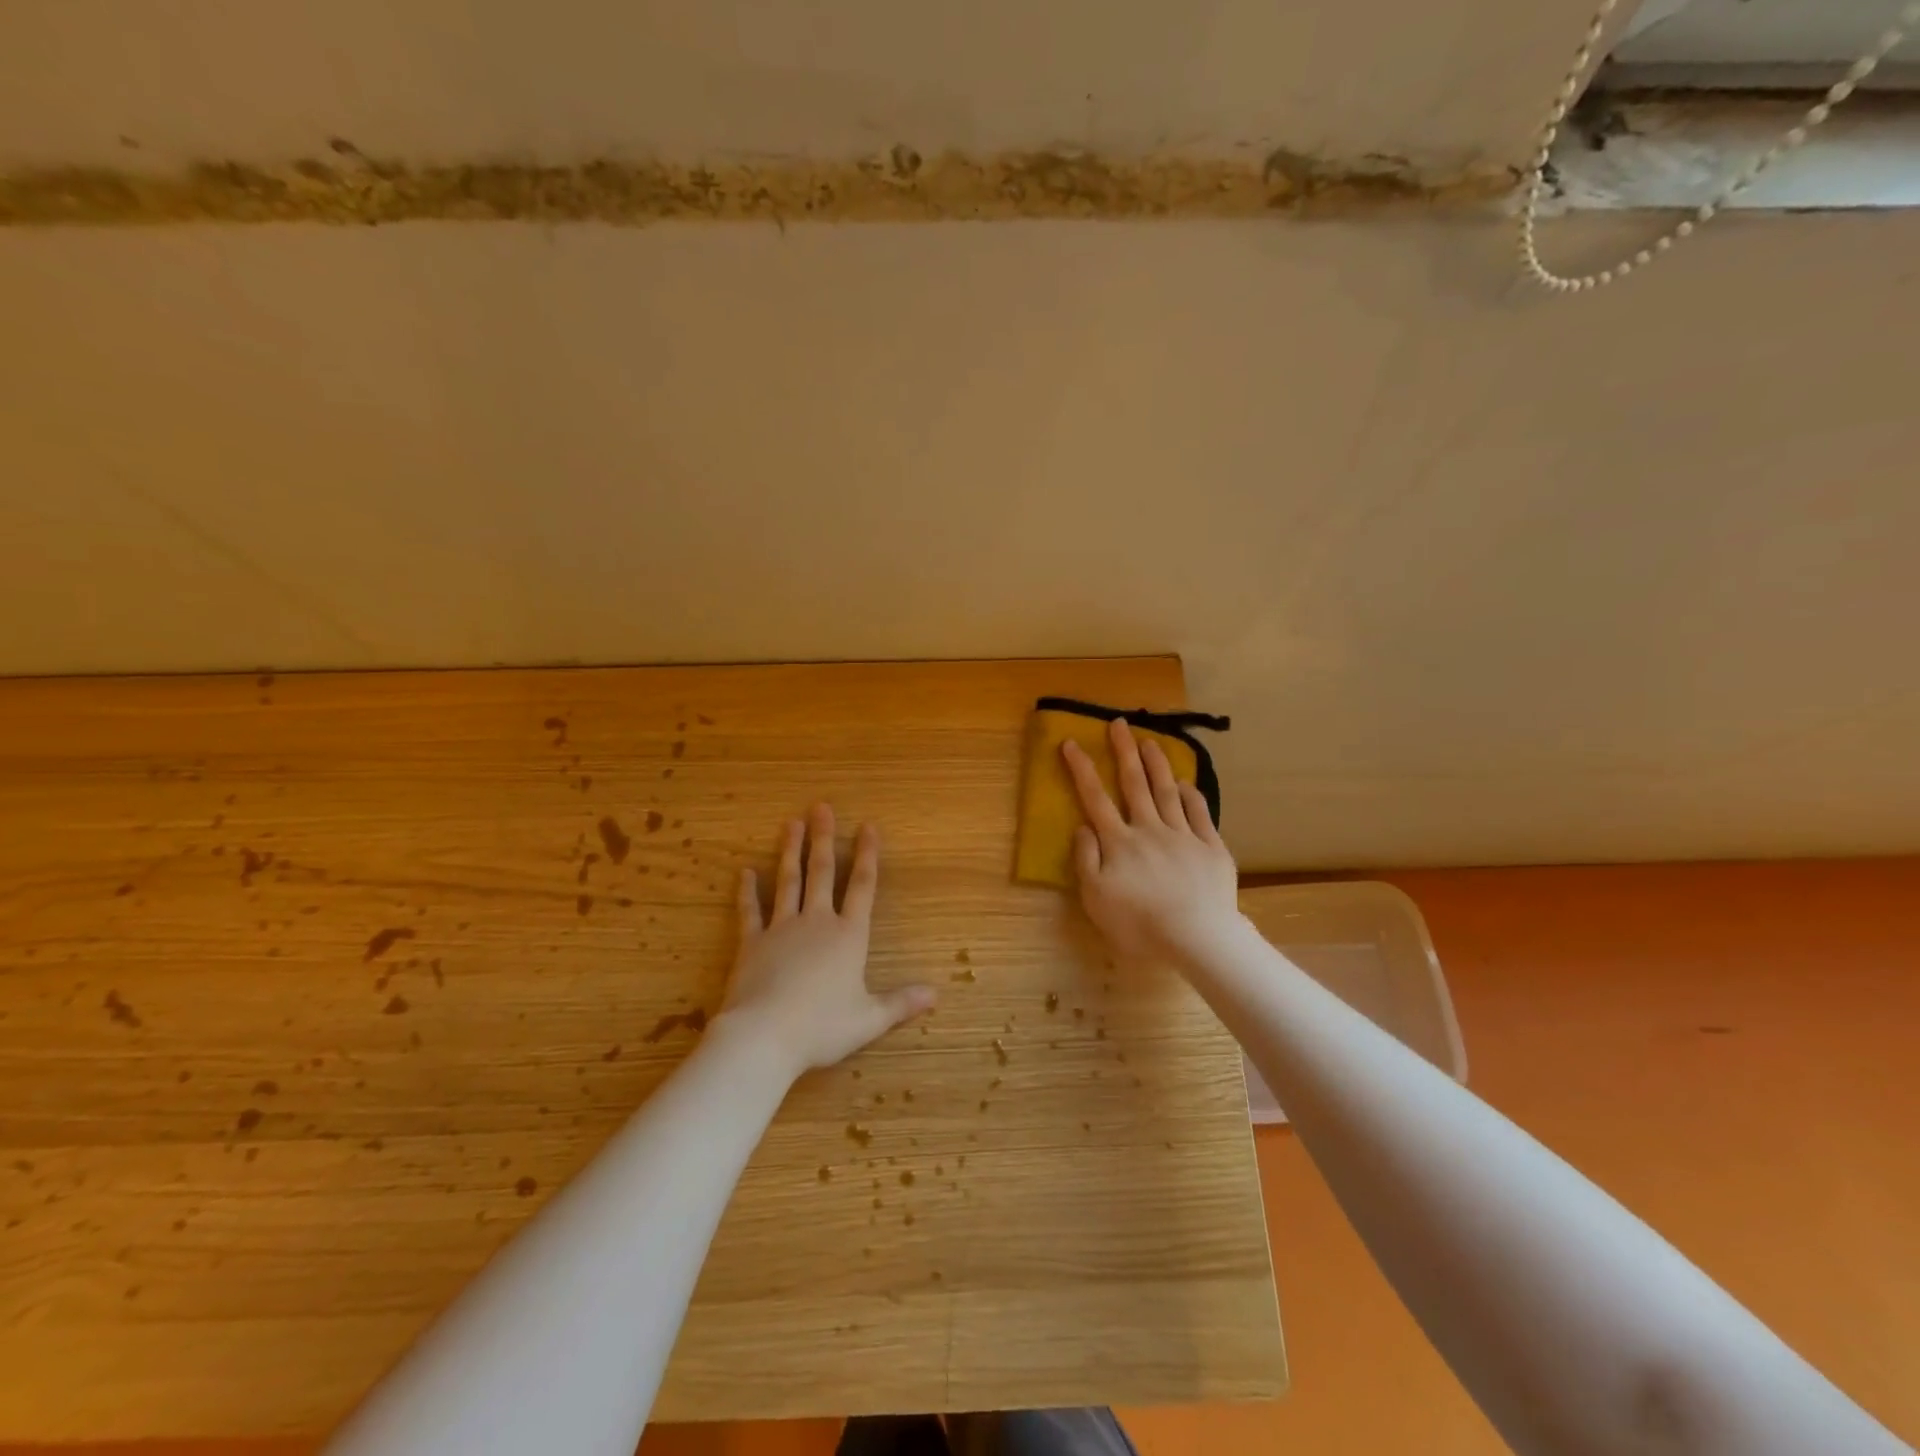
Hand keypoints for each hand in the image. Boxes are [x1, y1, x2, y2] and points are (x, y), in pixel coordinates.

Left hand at [715, 804, 935, 1080]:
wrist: (764, 1035)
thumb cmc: (822, 1027)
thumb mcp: (869, 1019)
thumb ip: (901, 1004)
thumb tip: (935, 995)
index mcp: (848, 936)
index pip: (862, 886)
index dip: (868, 855)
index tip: (868, 826)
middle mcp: (817, 922)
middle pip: (823, 872)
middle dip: (824, 838)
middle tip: (821, 807)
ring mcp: (781, 929)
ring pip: (788, 881)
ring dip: (791, 851)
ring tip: (792, 823)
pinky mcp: (752, 943)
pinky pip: (750, 911)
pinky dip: (748, 891)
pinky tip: (745, 871)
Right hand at [1062, 719, 1241, 967]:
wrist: (1197, 938)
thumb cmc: (1139, 924)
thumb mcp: (1096, 898)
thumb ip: (1086, 860)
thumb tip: (1083, 826)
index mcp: (1119, 842)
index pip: (1095, 798)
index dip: (1082, 769)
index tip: (1071, 742)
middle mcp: (1150, 830)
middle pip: (1134, 784)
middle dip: (1124, 751)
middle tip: (1119, 724)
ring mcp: (1183, 836)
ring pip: (1167, 791)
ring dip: (1157, 764)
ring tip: (1150, 741)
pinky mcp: (1211, 848)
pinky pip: (1200, 814)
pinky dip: (1191, 795)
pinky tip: (1186, 782)